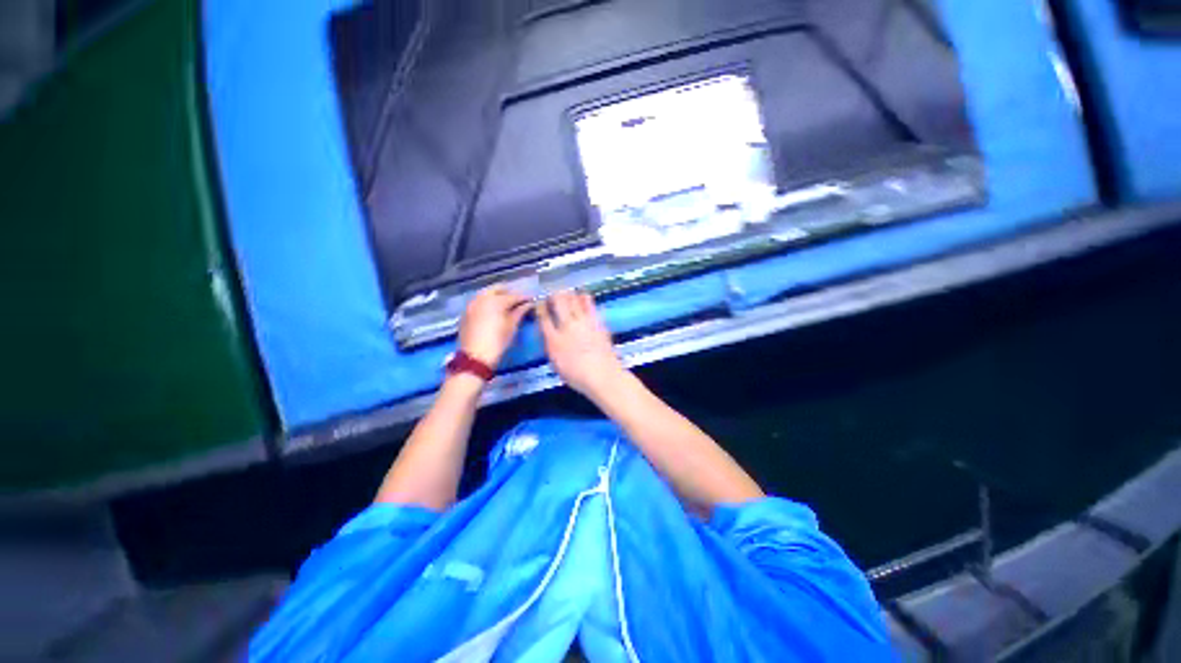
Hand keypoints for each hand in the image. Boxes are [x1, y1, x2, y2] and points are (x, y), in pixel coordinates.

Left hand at [458, 285, 529, 367]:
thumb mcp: (512, 327)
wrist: (474, 357)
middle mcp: (482, 298)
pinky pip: (479, 301)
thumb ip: (520, 312)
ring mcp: (472, 304)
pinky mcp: (466, 312)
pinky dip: (488, 302)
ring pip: (486, 293)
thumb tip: (528, 304)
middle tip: (519, 299)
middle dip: (509, 292)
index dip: (524, 297)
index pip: (514, 295)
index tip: (532, 299)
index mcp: (495, 300)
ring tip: (507, 303)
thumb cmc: (497, 342)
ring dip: (497, 295)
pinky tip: (494, 310)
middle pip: (497, 288)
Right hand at [536, 290, 626, 398]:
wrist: (602, 375)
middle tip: (553, 292)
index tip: (539, 302)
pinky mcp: (597, 322)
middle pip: (559, 304)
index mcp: (553, 340)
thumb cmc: (577, 376)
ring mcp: (583, 323)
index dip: (540, 307)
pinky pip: (589, 306)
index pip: (544, 318)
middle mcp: (567, 327)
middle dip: (554, 295)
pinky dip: (585, 299)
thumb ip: (551, 347)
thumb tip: (550, 336)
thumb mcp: (556, 364)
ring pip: (574, 301)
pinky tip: (583, 295)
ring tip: (566, 291)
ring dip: (568, 294)